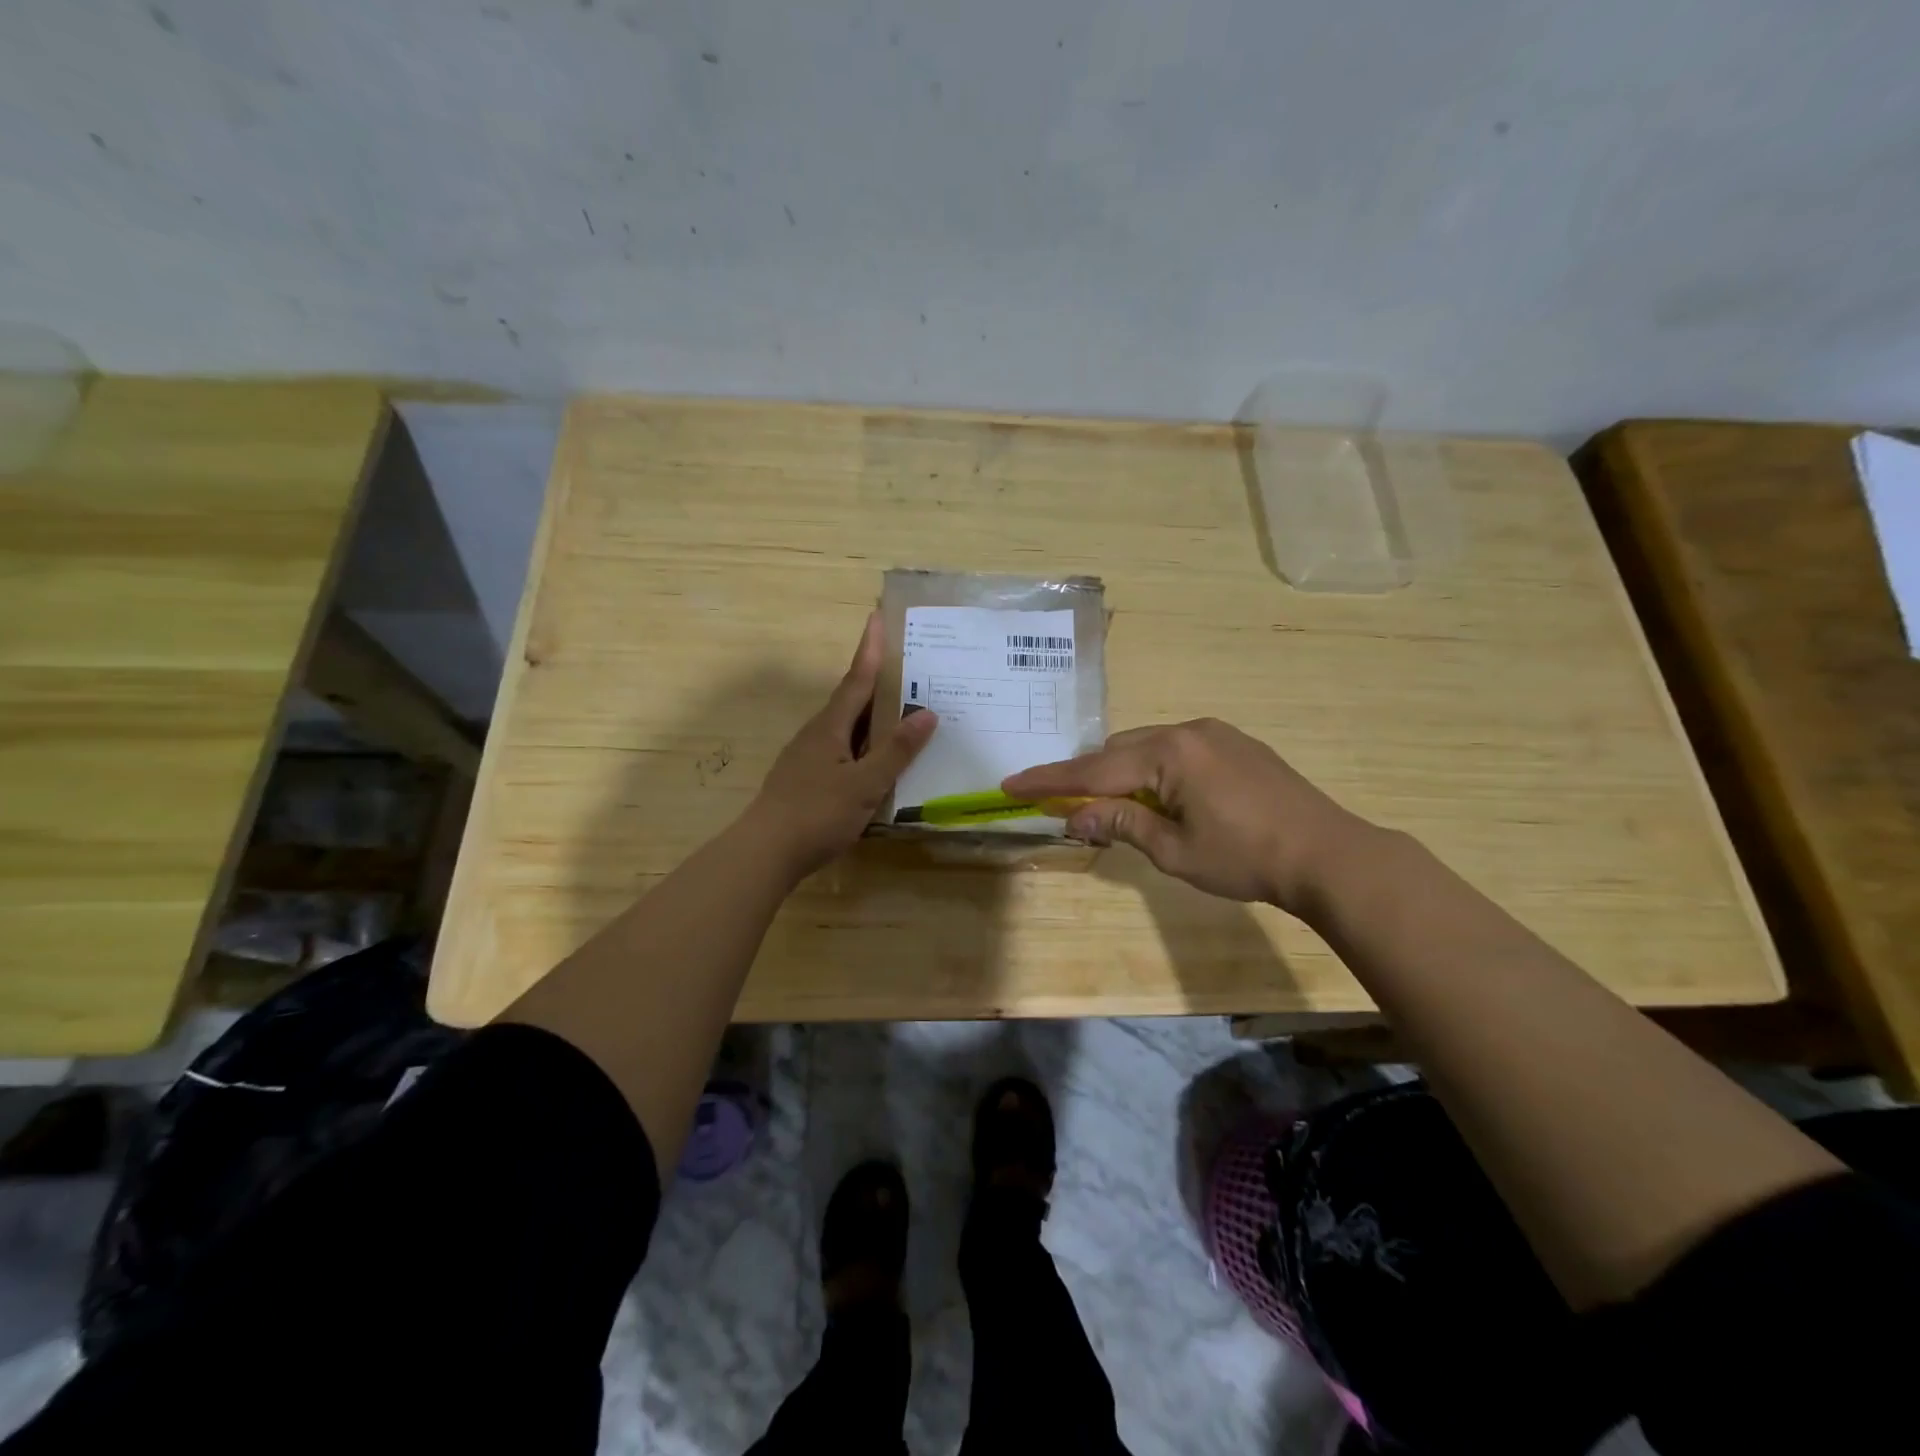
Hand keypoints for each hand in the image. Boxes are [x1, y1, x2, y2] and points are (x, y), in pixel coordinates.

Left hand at [747, 611, 937, 879]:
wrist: (765, 852)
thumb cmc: (817, 813)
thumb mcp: (865, 784)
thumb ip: (896, 750)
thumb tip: (928, 713)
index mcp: (830, 727)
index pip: (856, 679)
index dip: (869, 650)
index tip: (877, 617)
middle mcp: (817, 735)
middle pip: (851, 700)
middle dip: (876, 681)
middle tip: (906, 667)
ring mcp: (808, 758)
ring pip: (846, 728)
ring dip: (871, 716)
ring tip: (901, 712)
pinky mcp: (806, 780)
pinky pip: (842, 751)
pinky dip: (863, 745)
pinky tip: (877, 761)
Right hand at [1001, 718, 1374, 912]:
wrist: (1328, 854)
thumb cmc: (1246, 858)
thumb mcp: (1174, 850)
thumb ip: (1121, 824)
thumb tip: (1074, 818)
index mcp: (1168, 753)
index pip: (1093, 770)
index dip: (1049, 780)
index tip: (1011, 784)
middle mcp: (1187, 730)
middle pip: (1117, 750)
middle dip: (1089, 777)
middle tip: (1067, 808)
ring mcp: (1214, 733)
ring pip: (1146, 746)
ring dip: (1123, 773)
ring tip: (1117, 809)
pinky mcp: (1235, 743)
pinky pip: (1175, 748)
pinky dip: (1153, 769)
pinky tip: (1162, 797)